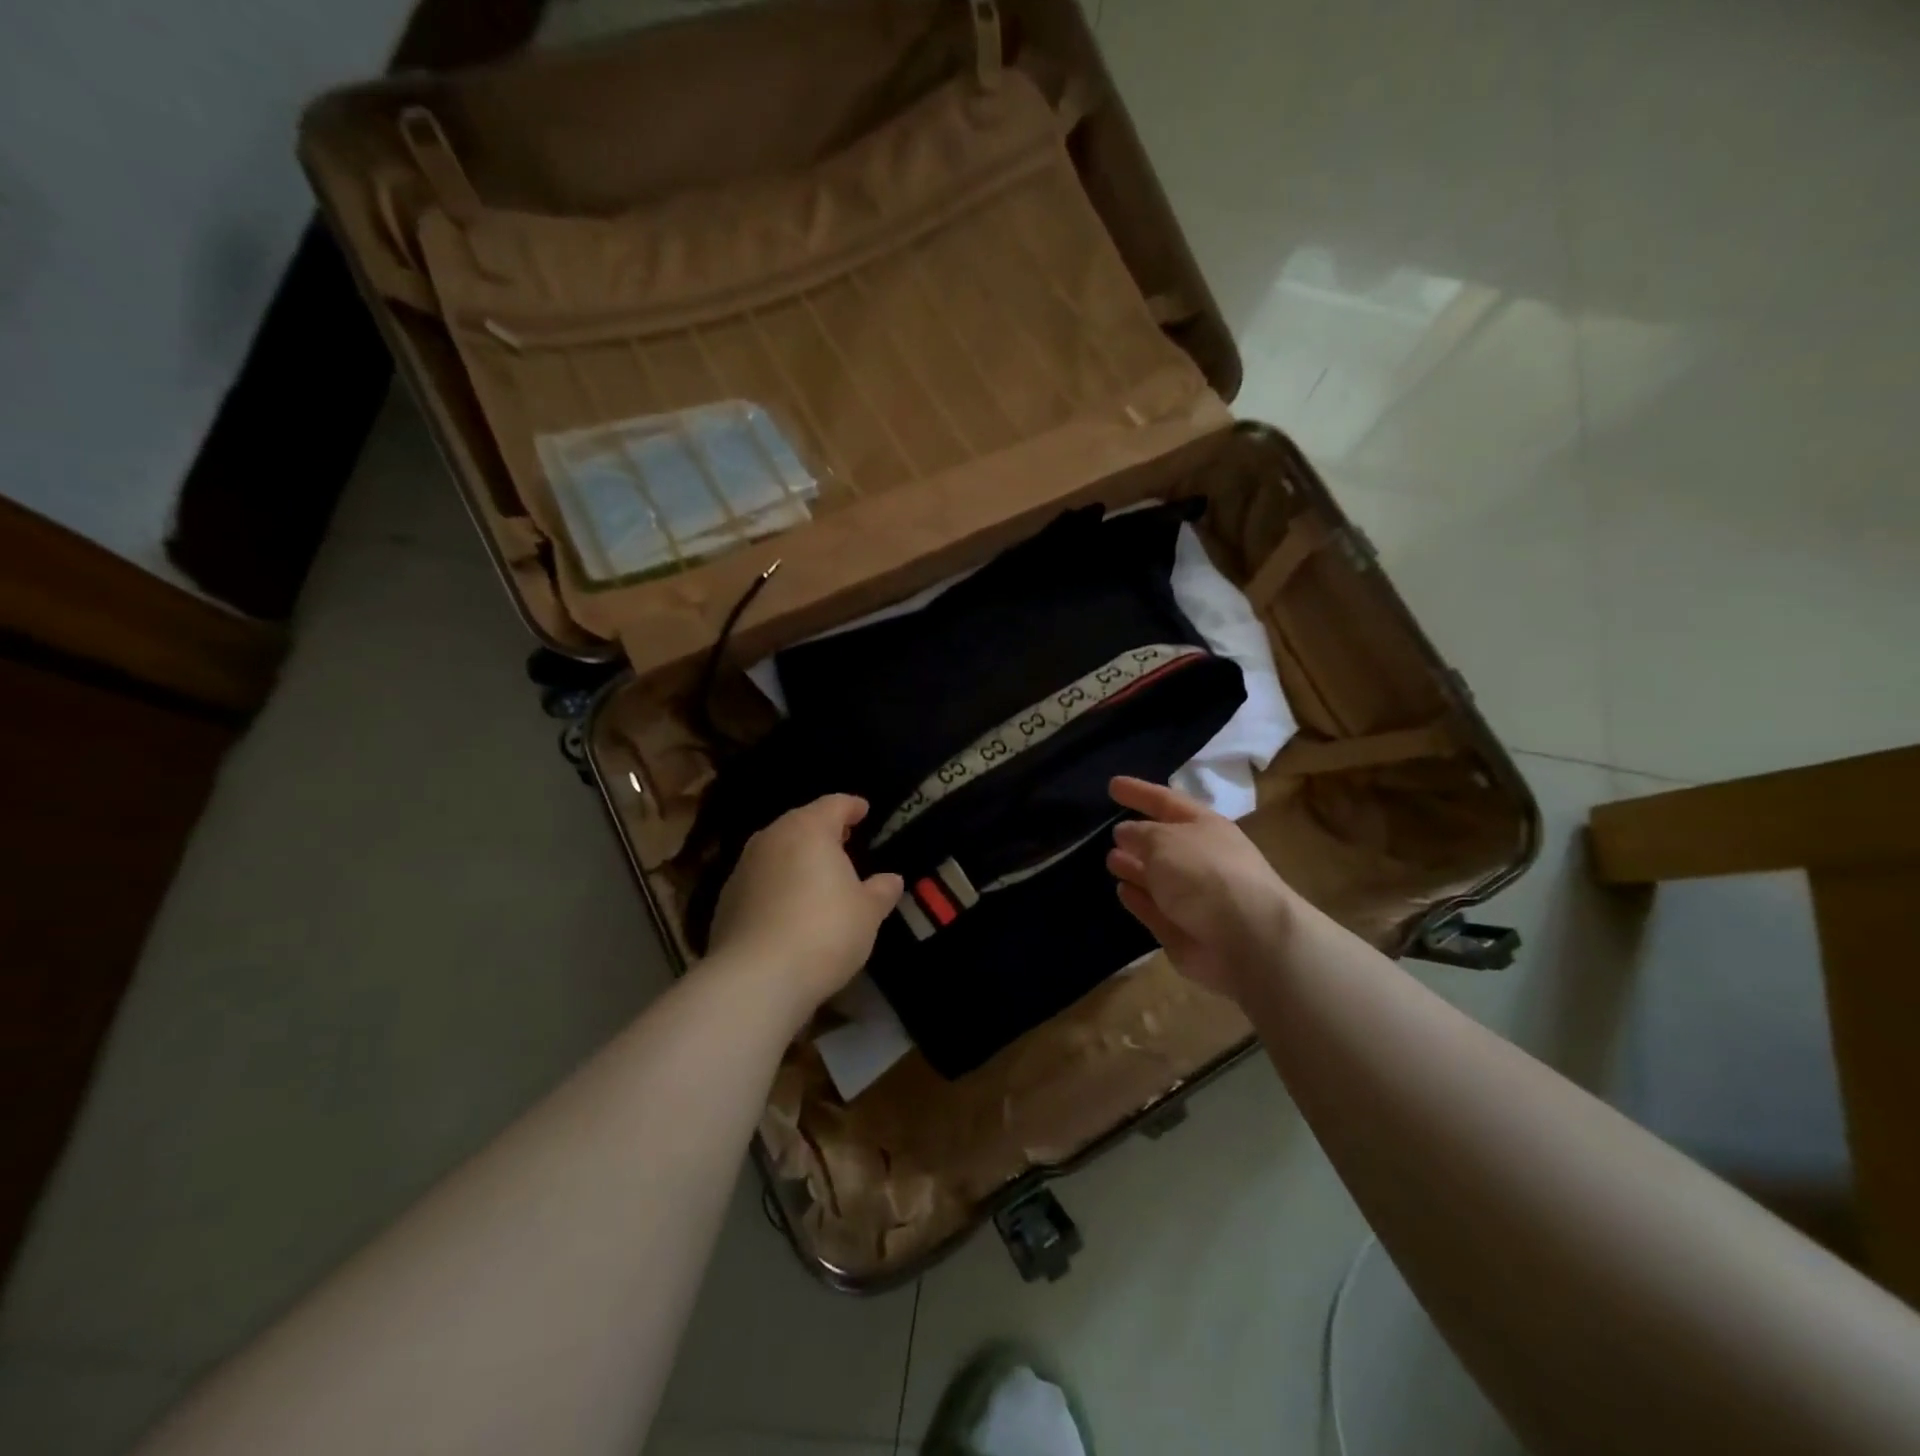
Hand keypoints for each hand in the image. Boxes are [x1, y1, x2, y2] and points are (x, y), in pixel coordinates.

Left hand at [707, 795, 903, 1018]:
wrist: (756, 978)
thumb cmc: (824, 932)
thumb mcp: (867, 913)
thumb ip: (881, 890)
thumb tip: (891, 879)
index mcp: (809, 830)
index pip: (834, 804)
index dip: (852, 806)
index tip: (863, 810)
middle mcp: (772, 838)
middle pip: (801, 823)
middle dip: (823, 829)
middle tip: (844, 841)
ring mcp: (743, 868)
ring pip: (776, 850)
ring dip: (796, 857)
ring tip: (817, 874)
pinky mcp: (726, 900)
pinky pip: (760, 880)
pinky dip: (777, 883)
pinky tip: (789, 906)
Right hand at [1105, 776, 1294, 1001]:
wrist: (1249, 941)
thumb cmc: (1205, 875)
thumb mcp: (1164, 841)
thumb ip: (1139, 834)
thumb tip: (1124, 832)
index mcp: (1204, 826)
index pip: (1166, 801)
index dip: (1139, 792)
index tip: (1112, 785)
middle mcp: (1202, 858)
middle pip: (1165, 842)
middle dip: (1138, 836)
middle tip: (1110, 832)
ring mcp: (1195, 897)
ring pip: (1158, 877)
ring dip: (1135, 868)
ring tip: (1111, 860)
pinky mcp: (1185, 930)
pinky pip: (1156, 909)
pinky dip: (1139, 900)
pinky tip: (1122, 891)